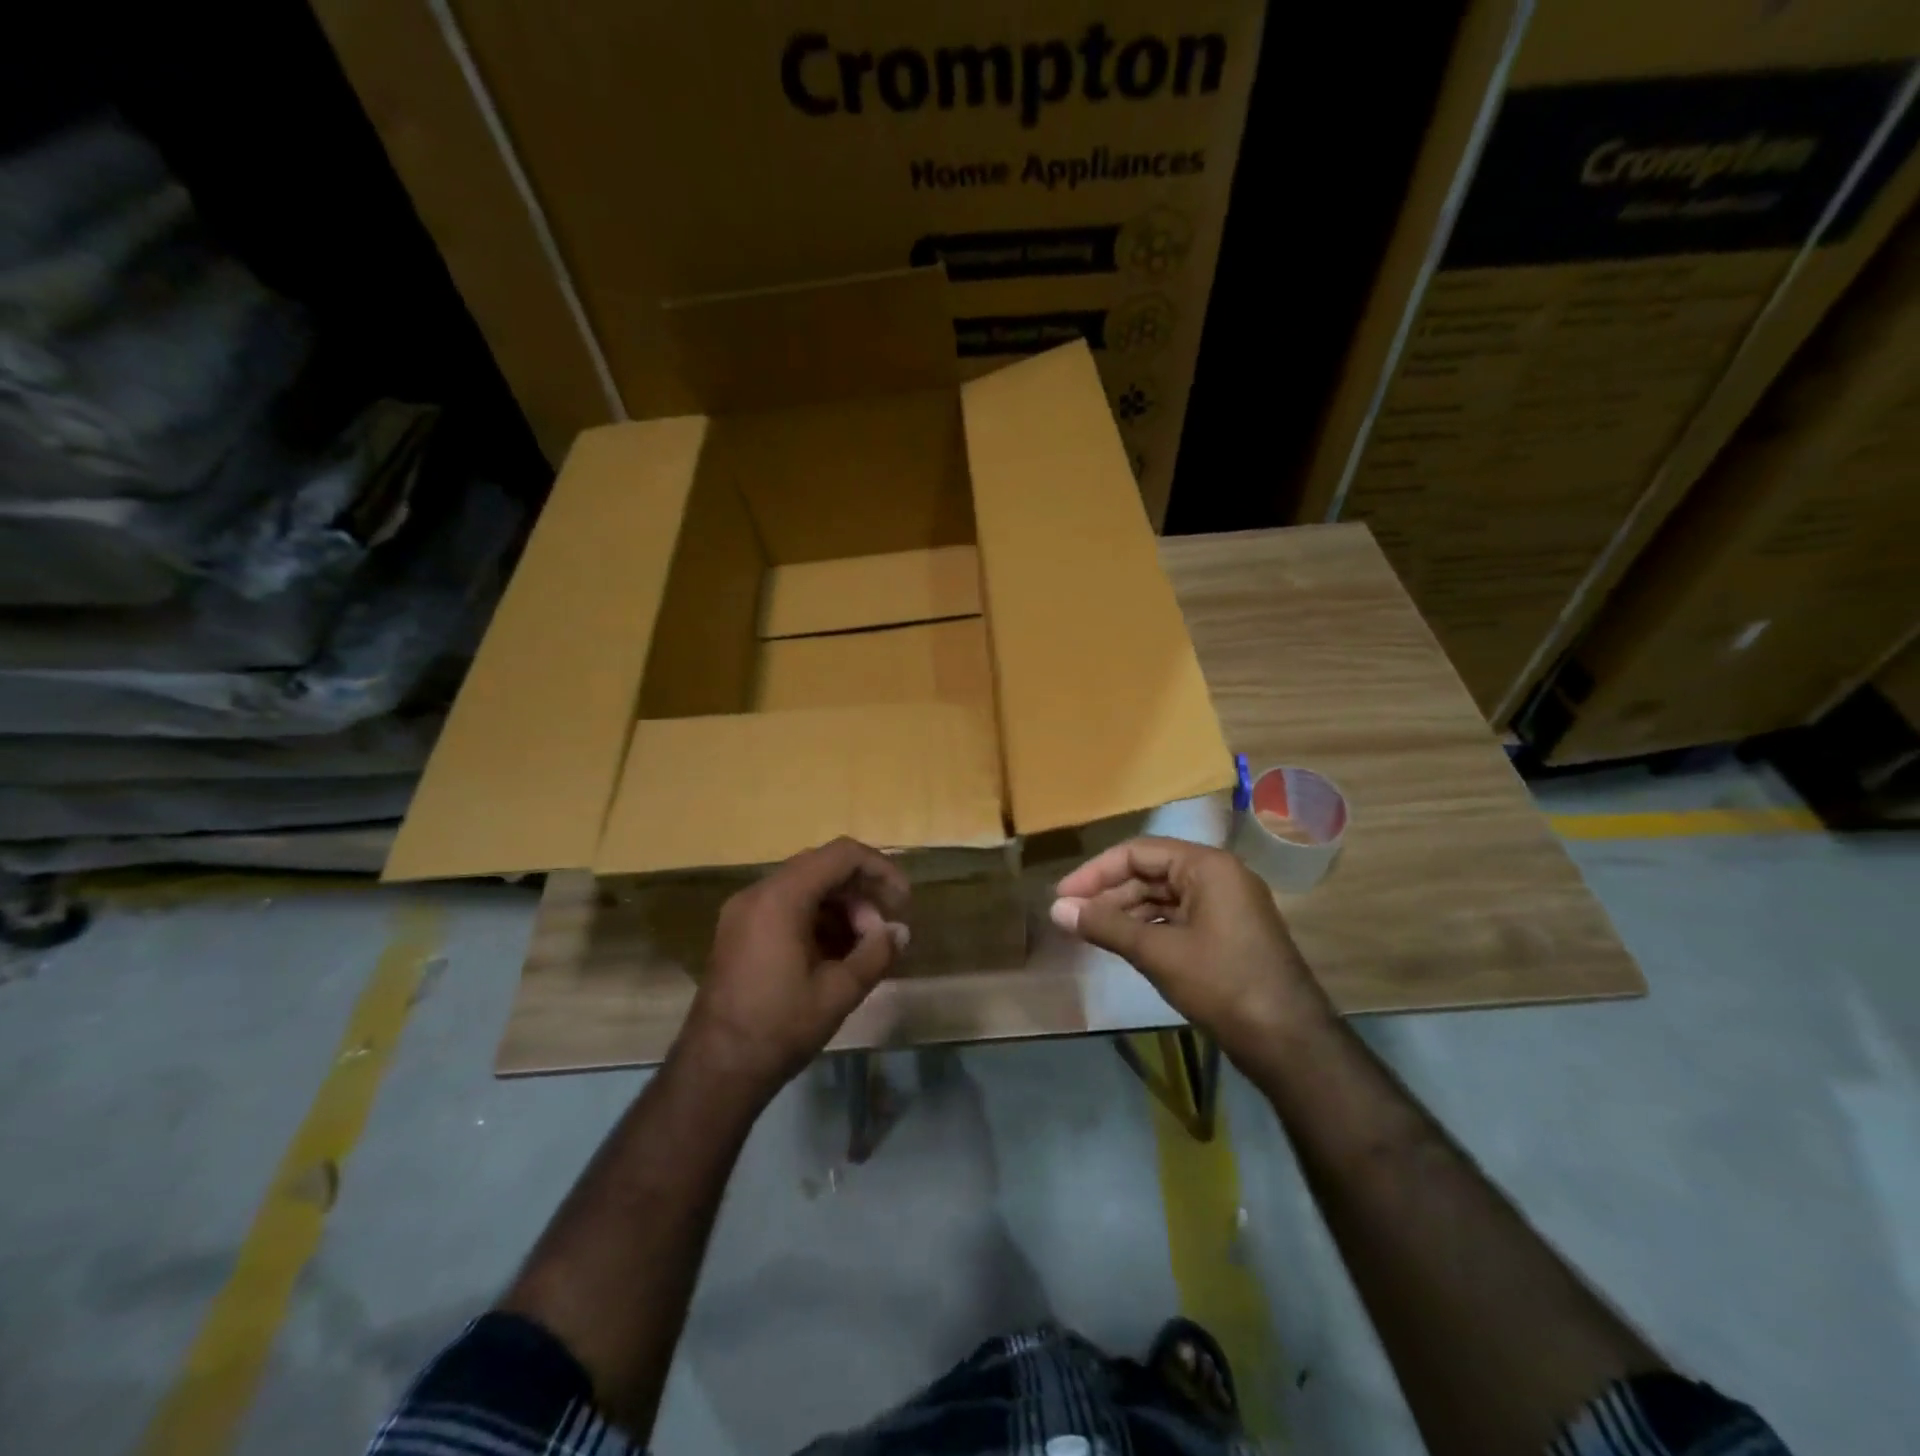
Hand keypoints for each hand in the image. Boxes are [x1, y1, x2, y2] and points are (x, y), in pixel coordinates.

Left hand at [678, 837, 909, 1104]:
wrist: (716, 1071)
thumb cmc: (780, 1027)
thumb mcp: (839, 991)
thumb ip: (876, 952)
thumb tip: (900, 931)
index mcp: (781, 897)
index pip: (841, 855)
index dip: (880, 869)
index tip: (902, 901)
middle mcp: (758, 893)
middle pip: (822, 867)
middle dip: (861, 893)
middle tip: (883, 931)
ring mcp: (744, 911)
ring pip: (805, 887)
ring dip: (841, 907)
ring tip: (863, 948)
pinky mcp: (739, 931)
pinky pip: (786, 906)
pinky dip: (817, 919)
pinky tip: (836, 954)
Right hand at [1051, 837, 1331, 1059]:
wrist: (1289, 1041)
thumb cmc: (1222, 984)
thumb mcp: (1158, 952)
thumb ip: (1106, 925)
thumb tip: (1057, 909)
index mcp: (1207, 866)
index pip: (1138, 852)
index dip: (1095, 872)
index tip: (1063, 896)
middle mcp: (1218, 876)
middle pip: (1150, 872)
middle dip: (1109, 893)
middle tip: (1072, 916)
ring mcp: (1226, 905)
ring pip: (1163, 896)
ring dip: (1126, 911)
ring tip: (1090, 932)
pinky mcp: (1227, 933)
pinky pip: (1179, 917)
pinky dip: (1149, 927)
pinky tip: (1124, 943)